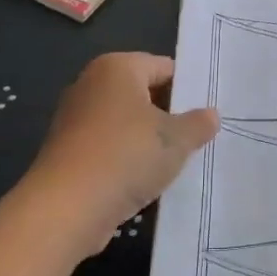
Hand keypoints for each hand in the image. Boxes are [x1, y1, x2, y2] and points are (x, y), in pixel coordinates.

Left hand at [25, 53, 218, 257]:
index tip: (208, 115)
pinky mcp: (67, 149)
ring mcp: (75, 117)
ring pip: (125, 123)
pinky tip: (145, 181)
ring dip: (148, 140)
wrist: (66, 207)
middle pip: (143, 93)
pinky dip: (126, 159)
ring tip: (175, 163)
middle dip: (169, 115)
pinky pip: (108, 146)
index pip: (164, 67)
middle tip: (198, 139)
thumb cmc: (126, 157)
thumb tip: (211, 115)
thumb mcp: (176, 140)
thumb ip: (198, 124)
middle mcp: (92, 83)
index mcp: (117, 67)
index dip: (188, 90)